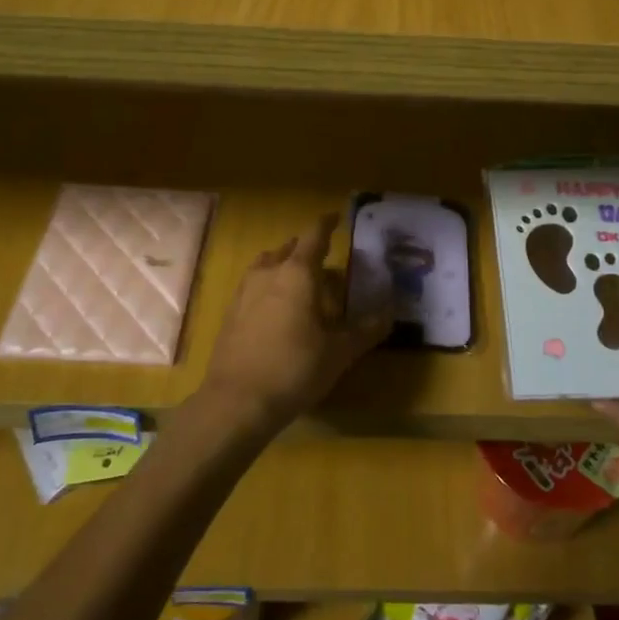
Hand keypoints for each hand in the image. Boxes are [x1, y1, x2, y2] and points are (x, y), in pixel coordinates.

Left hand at [198, 213, 389, 436]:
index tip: (336, 218)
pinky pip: (252, 287)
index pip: (314, 236)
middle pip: (288, 249)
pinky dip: (267, 287)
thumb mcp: (339, 352)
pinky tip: (275, 309)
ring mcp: (244, 292)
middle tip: (323, 259)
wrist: (237, 401)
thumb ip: (364, 331)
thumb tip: (388, 316)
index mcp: (297, 273)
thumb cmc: (295, 368)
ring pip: (266, 266)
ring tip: (298, 281)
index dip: (327, 225)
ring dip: (283, 266)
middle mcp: (268, 273)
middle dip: (305, 249)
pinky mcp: (230, 314)